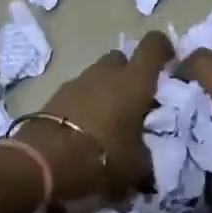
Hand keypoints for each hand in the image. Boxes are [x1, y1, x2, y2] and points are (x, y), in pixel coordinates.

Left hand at [20, 32, 173, 211]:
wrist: (43, 162)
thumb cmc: (102, 157)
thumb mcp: (136, 168)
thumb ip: (147, 158)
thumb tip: (149, 164)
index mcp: (134, 81)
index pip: (154, 45)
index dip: (163, 49)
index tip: (168, 65)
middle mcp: (107, 73)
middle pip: (122, 58)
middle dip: (129, 74)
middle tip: (135, 101)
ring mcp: (78, 81)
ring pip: (98, 75)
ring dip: (105, 90)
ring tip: (109, 121)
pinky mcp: (56, 95)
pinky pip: (78, 92)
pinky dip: (85, 104)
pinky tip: (85, 130)